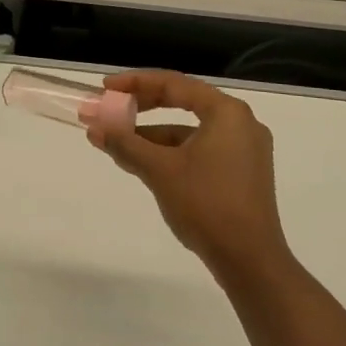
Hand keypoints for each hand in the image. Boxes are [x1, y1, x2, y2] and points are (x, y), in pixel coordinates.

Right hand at [87, 70, 290, 281]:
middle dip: (143, 107)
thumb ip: (125, 144)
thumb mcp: (159, 170)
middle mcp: (241, 123)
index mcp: (227, 112)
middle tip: (111, 109)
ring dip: (154, 134)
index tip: (106, 88)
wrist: (250, 261)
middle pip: (184, 102)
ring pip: (190, 130)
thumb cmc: (206, 204)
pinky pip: (200, 149)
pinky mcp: (242, 174)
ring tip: (119, 142)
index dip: (136, 83)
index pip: (174, 84)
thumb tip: (94, 128)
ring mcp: (245, 150)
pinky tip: (145, 164)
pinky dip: (172, 152)